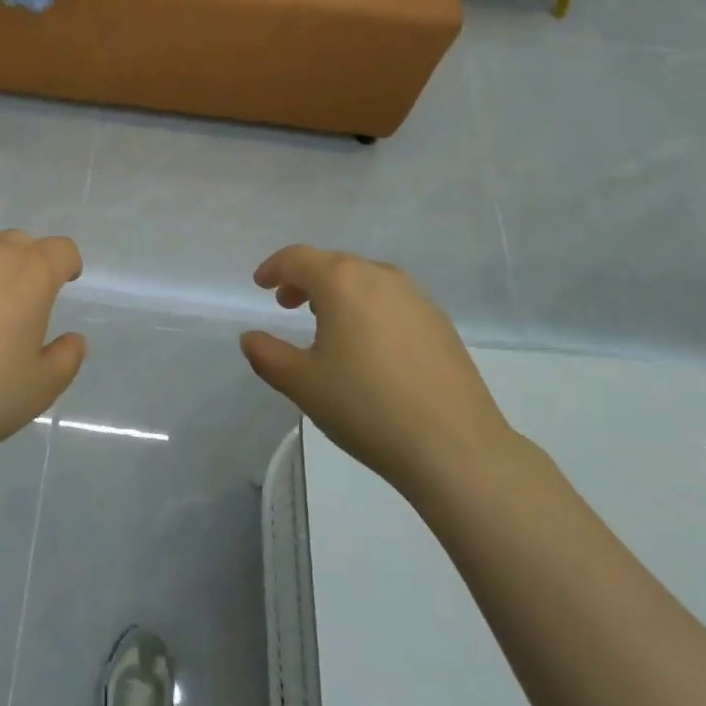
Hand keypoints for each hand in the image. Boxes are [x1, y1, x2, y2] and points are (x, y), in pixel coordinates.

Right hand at [240, 246, 522, 500]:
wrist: (455, 447)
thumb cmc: (366, 407)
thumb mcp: (302, 384)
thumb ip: (267, 355)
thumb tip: (250, 338)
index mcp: (342, 281)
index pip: (298, 258)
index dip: (274, 268)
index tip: (261, 285)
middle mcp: (380, 276)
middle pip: (333, 264)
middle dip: (305, 280)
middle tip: (288, 306)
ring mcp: (416, 298)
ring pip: (366, 280)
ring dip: (339, 293)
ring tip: (326, 324)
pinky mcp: (440, 323)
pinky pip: (392, 301)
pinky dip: (369, 308)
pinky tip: (369, 346)